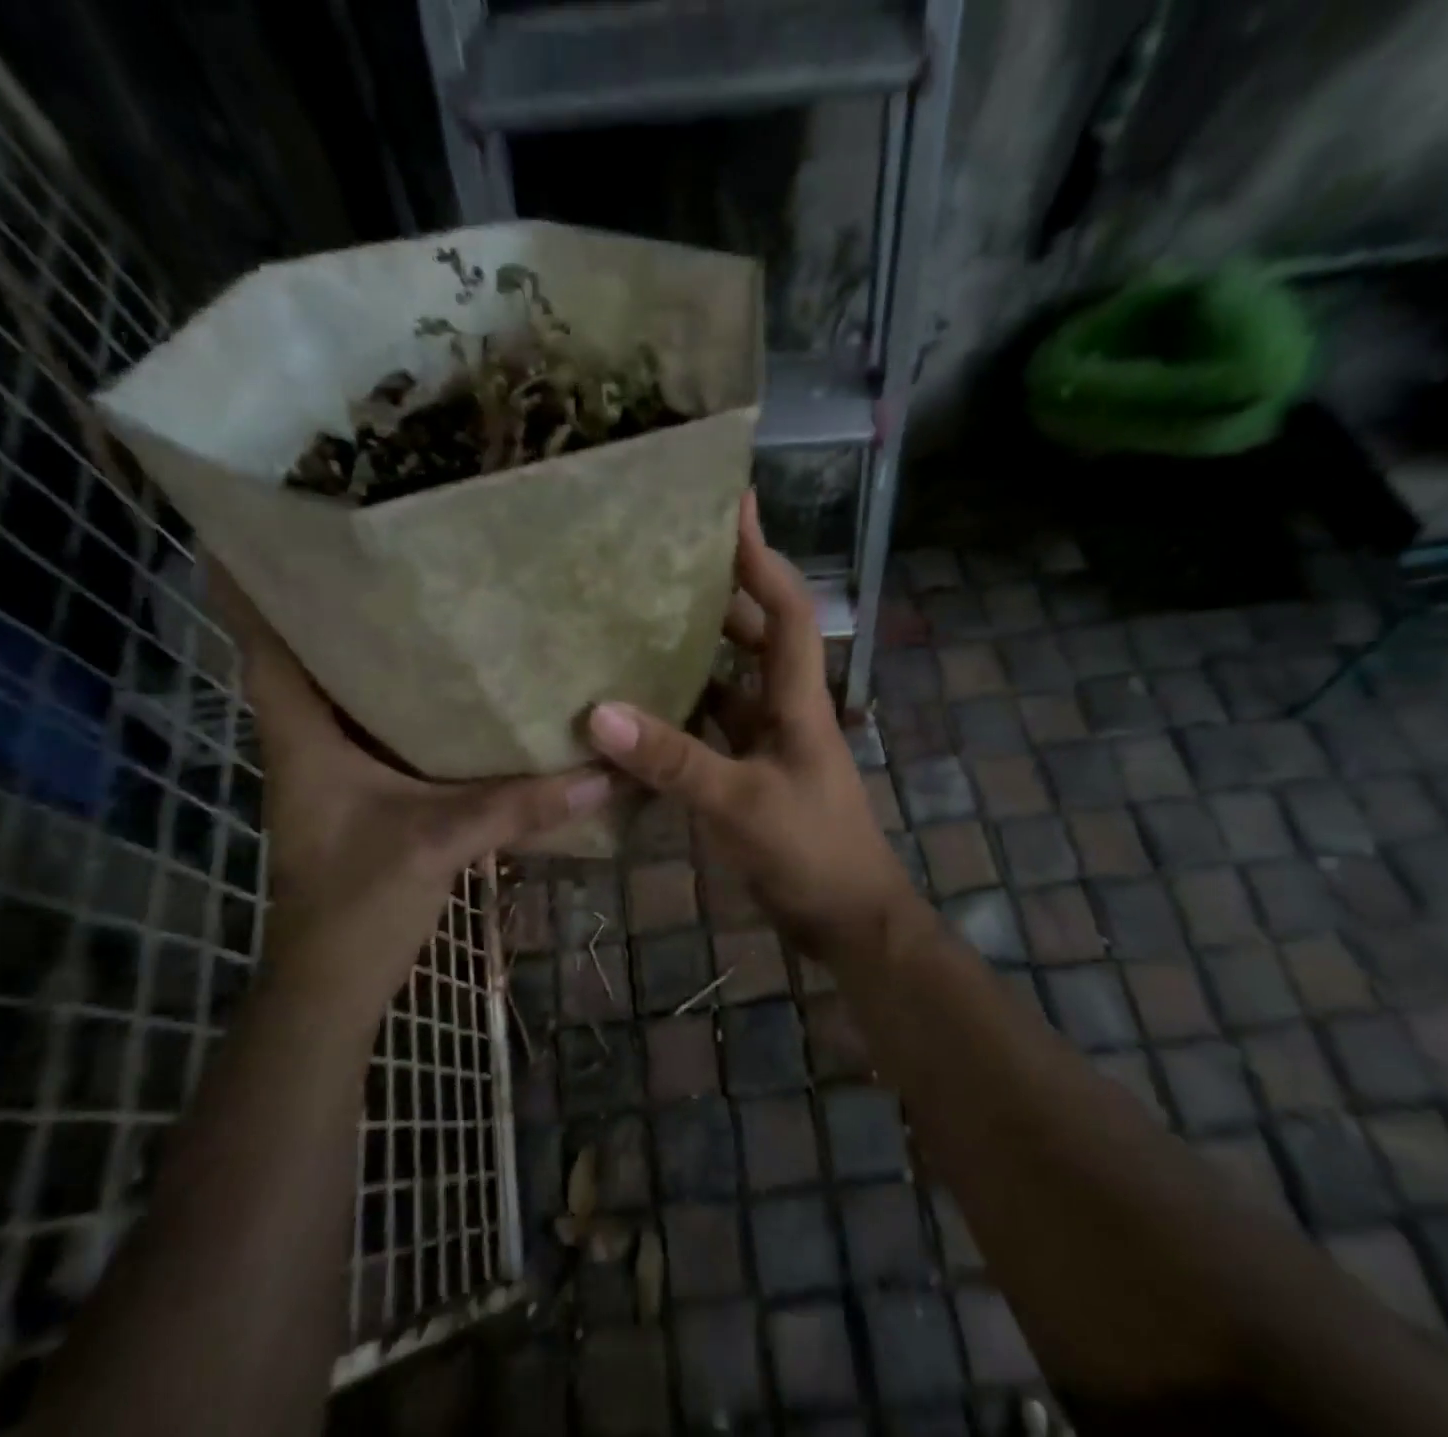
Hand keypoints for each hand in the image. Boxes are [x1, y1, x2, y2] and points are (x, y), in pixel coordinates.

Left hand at [210, 562, 609, 1013]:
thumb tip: (604, 771)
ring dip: (369, 649)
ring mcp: (335, 769)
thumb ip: (521, 805)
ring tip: (417, 595)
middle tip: (374, 546)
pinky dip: (403, 699)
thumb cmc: (359, 902)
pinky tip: (450, 685)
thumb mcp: (440, 841)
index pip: (262, 646)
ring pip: (346, 691)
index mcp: (304, 737)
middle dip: (330, 602)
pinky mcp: (364, 792)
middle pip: (307, 656)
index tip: (262, 528)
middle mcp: (311, 741)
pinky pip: (380, 727)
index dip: (252, 587)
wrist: (335, 980)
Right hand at [585, 492, 911, 952]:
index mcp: (798, 700)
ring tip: (638, 623)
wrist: (849, 920)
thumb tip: (598, 712)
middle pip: (755, 637)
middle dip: (720, 596)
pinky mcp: (751, 775)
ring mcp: (768, 745)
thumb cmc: (811, 852)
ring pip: (729, 683)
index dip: (762, 556)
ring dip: (695, 655)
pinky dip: (682, 715)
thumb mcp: (740, 803)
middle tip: (663, 563)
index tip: (734, 506)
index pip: (786, 609)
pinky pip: (713, 729)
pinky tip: (638, 710)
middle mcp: (785, 710)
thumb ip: (673, 760)